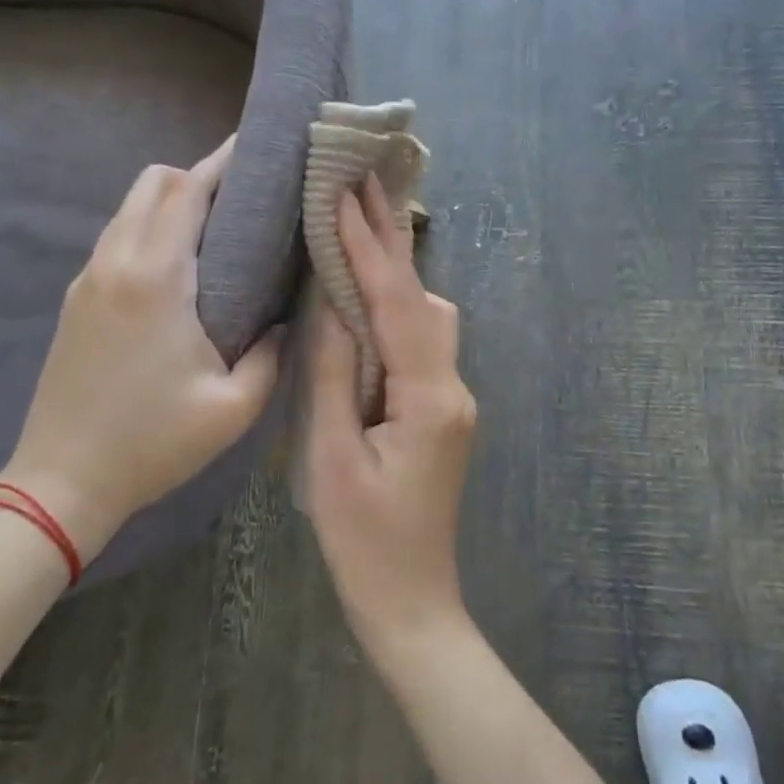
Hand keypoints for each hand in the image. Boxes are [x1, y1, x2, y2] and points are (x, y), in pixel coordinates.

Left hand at [0, 136, 283, 555]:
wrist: (61, 482)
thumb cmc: (152, 443)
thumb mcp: (234, 407)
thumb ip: (273, 354)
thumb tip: (288, 317)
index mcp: (155, 278)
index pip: (186, 191)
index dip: (222, 162)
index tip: (256, 148)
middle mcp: (115, 263)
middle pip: (153, 183)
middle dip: (198, 175)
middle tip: (245, 198)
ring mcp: (88, 279)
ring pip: (130, 207)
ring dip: (171, 201)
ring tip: (218, 227)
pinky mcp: (76, 299)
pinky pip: (118, 237)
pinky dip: (150, 227)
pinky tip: (180, 264)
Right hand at [303, 175, 477, 656]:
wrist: (411, 603)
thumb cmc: (364, 540)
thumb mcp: (331, 456)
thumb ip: (333, 374)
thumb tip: (332, 303)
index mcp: (429, 396)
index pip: (397, 303)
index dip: (370, 246)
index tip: (347, 191)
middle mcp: (452, 385)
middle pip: (424, 297)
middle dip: (394, 239)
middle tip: (367, 180)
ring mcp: (452, 396)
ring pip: (427, 316)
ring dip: (395, 271)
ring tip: (362, 223)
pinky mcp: (441, 408)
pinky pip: (420, 342)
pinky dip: (394, 307)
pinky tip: (368, 293)